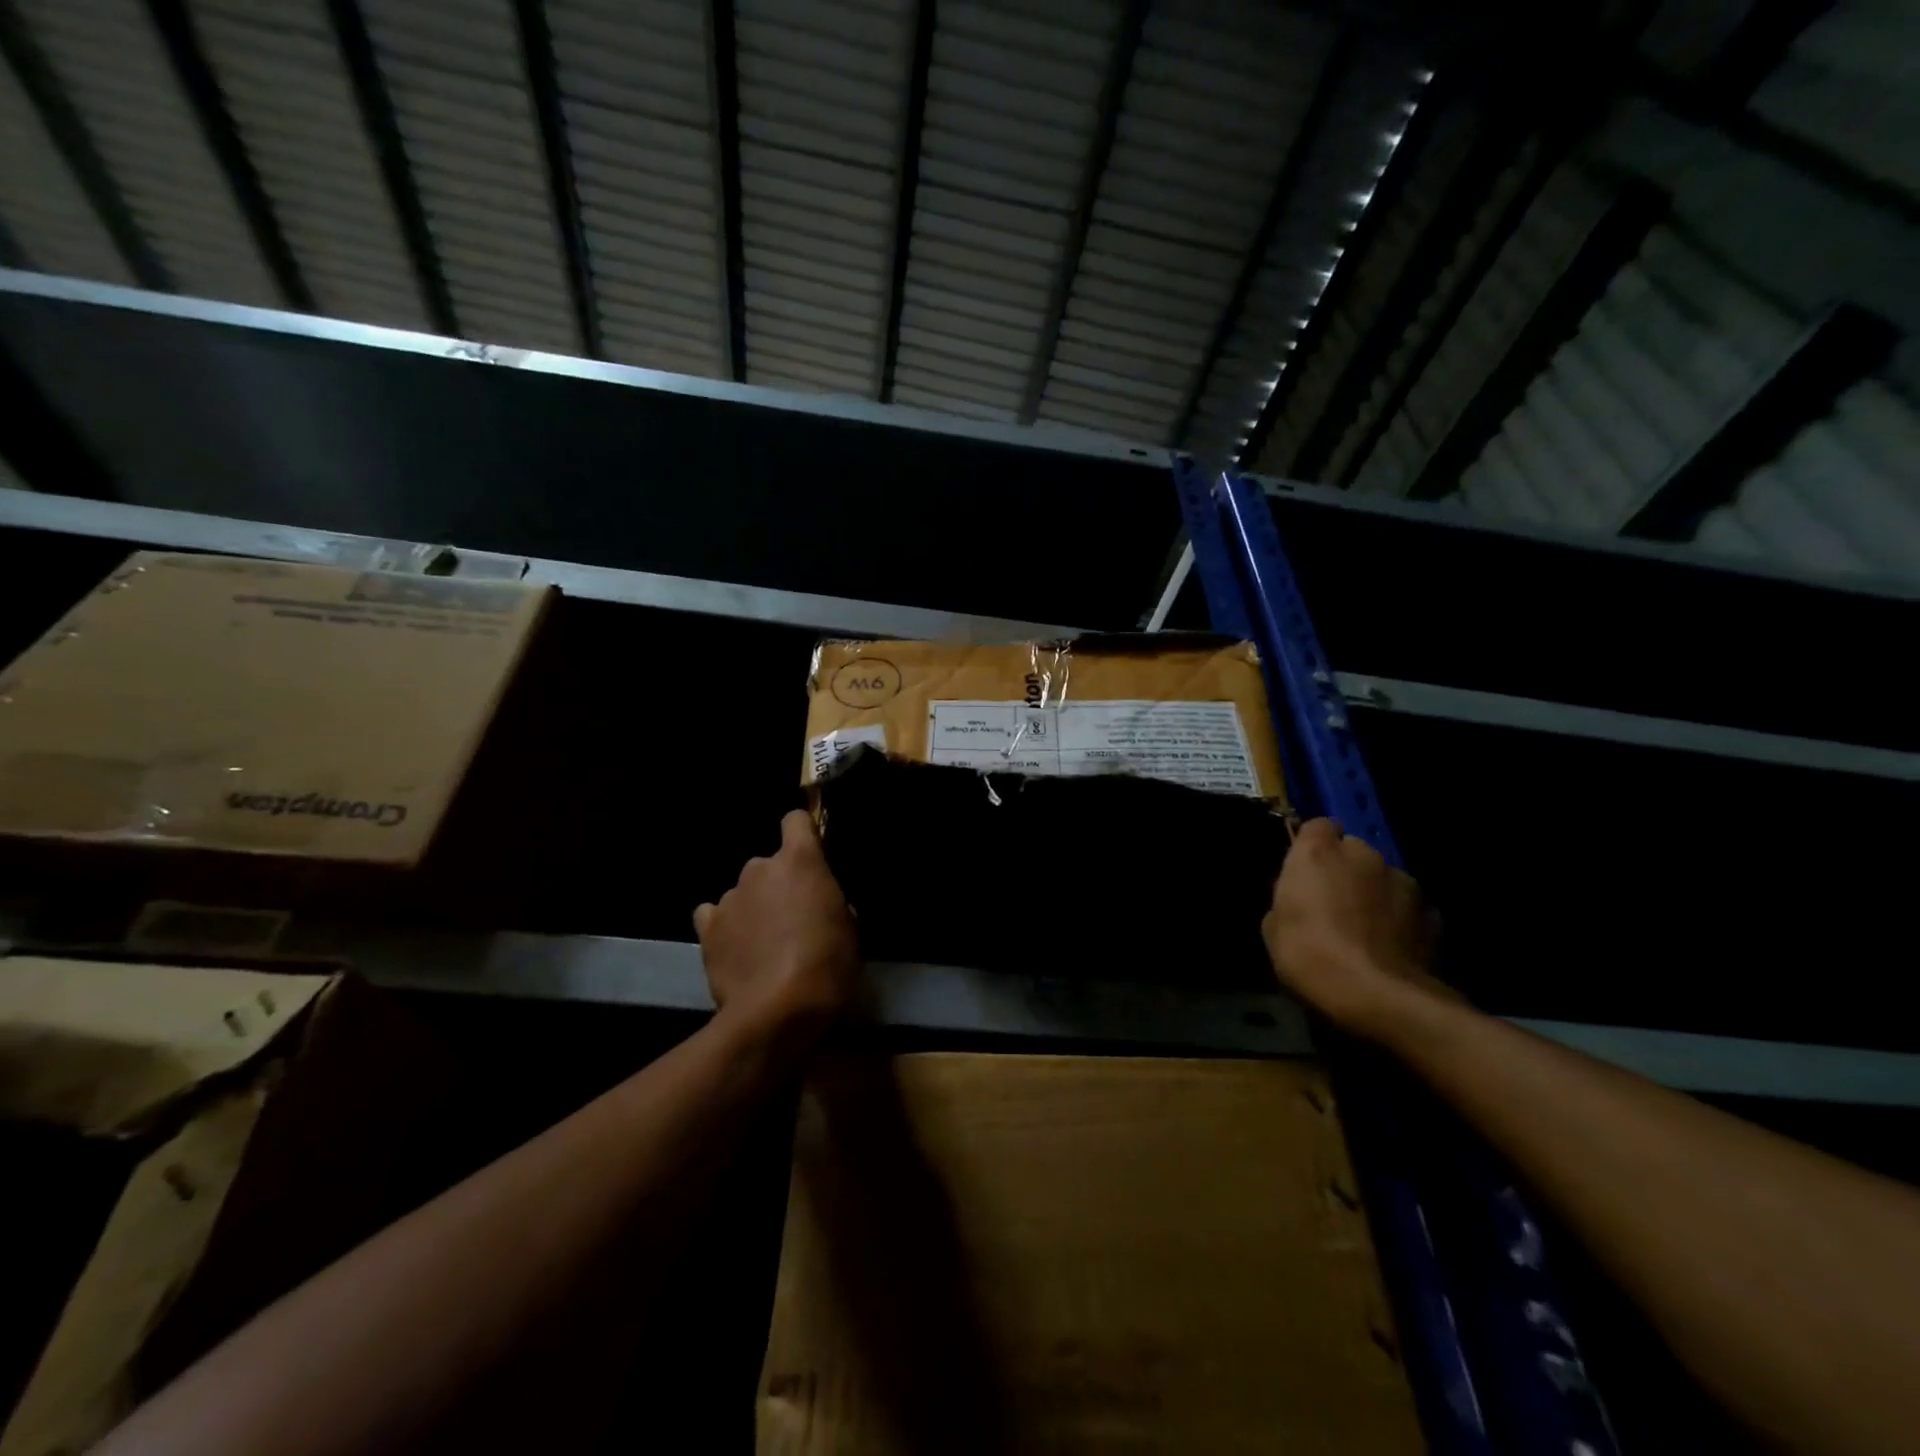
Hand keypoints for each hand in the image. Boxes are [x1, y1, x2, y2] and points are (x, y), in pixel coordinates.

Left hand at [695, 811, 859, 1044]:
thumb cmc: (827, 965)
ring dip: (754, 907)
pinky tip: (738, 950)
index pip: (795, 820)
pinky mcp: (707, 928)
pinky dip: (727, 927)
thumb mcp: (850, 930)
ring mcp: (729, 897)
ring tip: (764, 944)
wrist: (776, 1011)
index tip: (812, 855)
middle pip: (769, 863)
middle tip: (794, 918)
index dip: (804, 834)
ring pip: (744, 892)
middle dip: (780, 884)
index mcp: (800, 861)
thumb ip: (832, 902)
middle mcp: (759, 868)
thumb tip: (821, 904)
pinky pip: (716, 916)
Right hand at [1262, 818, 1448, 1034]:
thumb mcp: (1273, 929)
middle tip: (1332, 903)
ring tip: (1366, 930)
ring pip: (1384, 877)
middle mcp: (1363, 855)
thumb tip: (1299, 903)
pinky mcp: (1432, 913)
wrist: (1378, 997)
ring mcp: (1403, 881)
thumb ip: (1287, 901)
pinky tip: (1390, 948)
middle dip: (1344, 870)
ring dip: (1374, 893)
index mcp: (1319, 852)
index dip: (1311, 846)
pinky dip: (1400, 919)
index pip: (1317, 826)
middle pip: (1353, 850)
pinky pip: (1408, 907)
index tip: (1304, 871)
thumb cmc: (1310, 955)